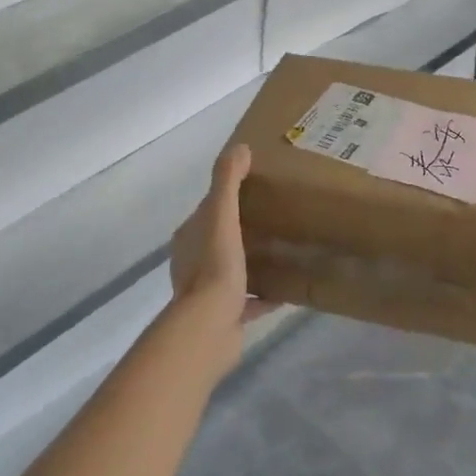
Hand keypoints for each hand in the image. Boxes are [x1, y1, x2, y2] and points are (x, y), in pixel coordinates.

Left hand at [169, 145, 275, 338]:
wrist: (209, 328)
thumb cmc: (214, 266)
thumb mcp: (221, 215)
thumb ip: (227, 181)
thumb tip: (239, 148)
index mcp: (190, 237)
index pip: (209, 210)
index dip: (228, 198)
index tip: (255, 189)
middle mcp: (193, 262)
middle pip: (219, 238)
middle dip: (241, 229)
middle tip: (274, 218)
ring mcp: (206, 292)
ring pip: (231, 269)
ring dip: (250, 261)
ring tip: (280, 251)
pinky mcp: (224, 316)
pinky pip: (247, 301)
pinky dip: (263, 295)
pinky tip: (286, 291)